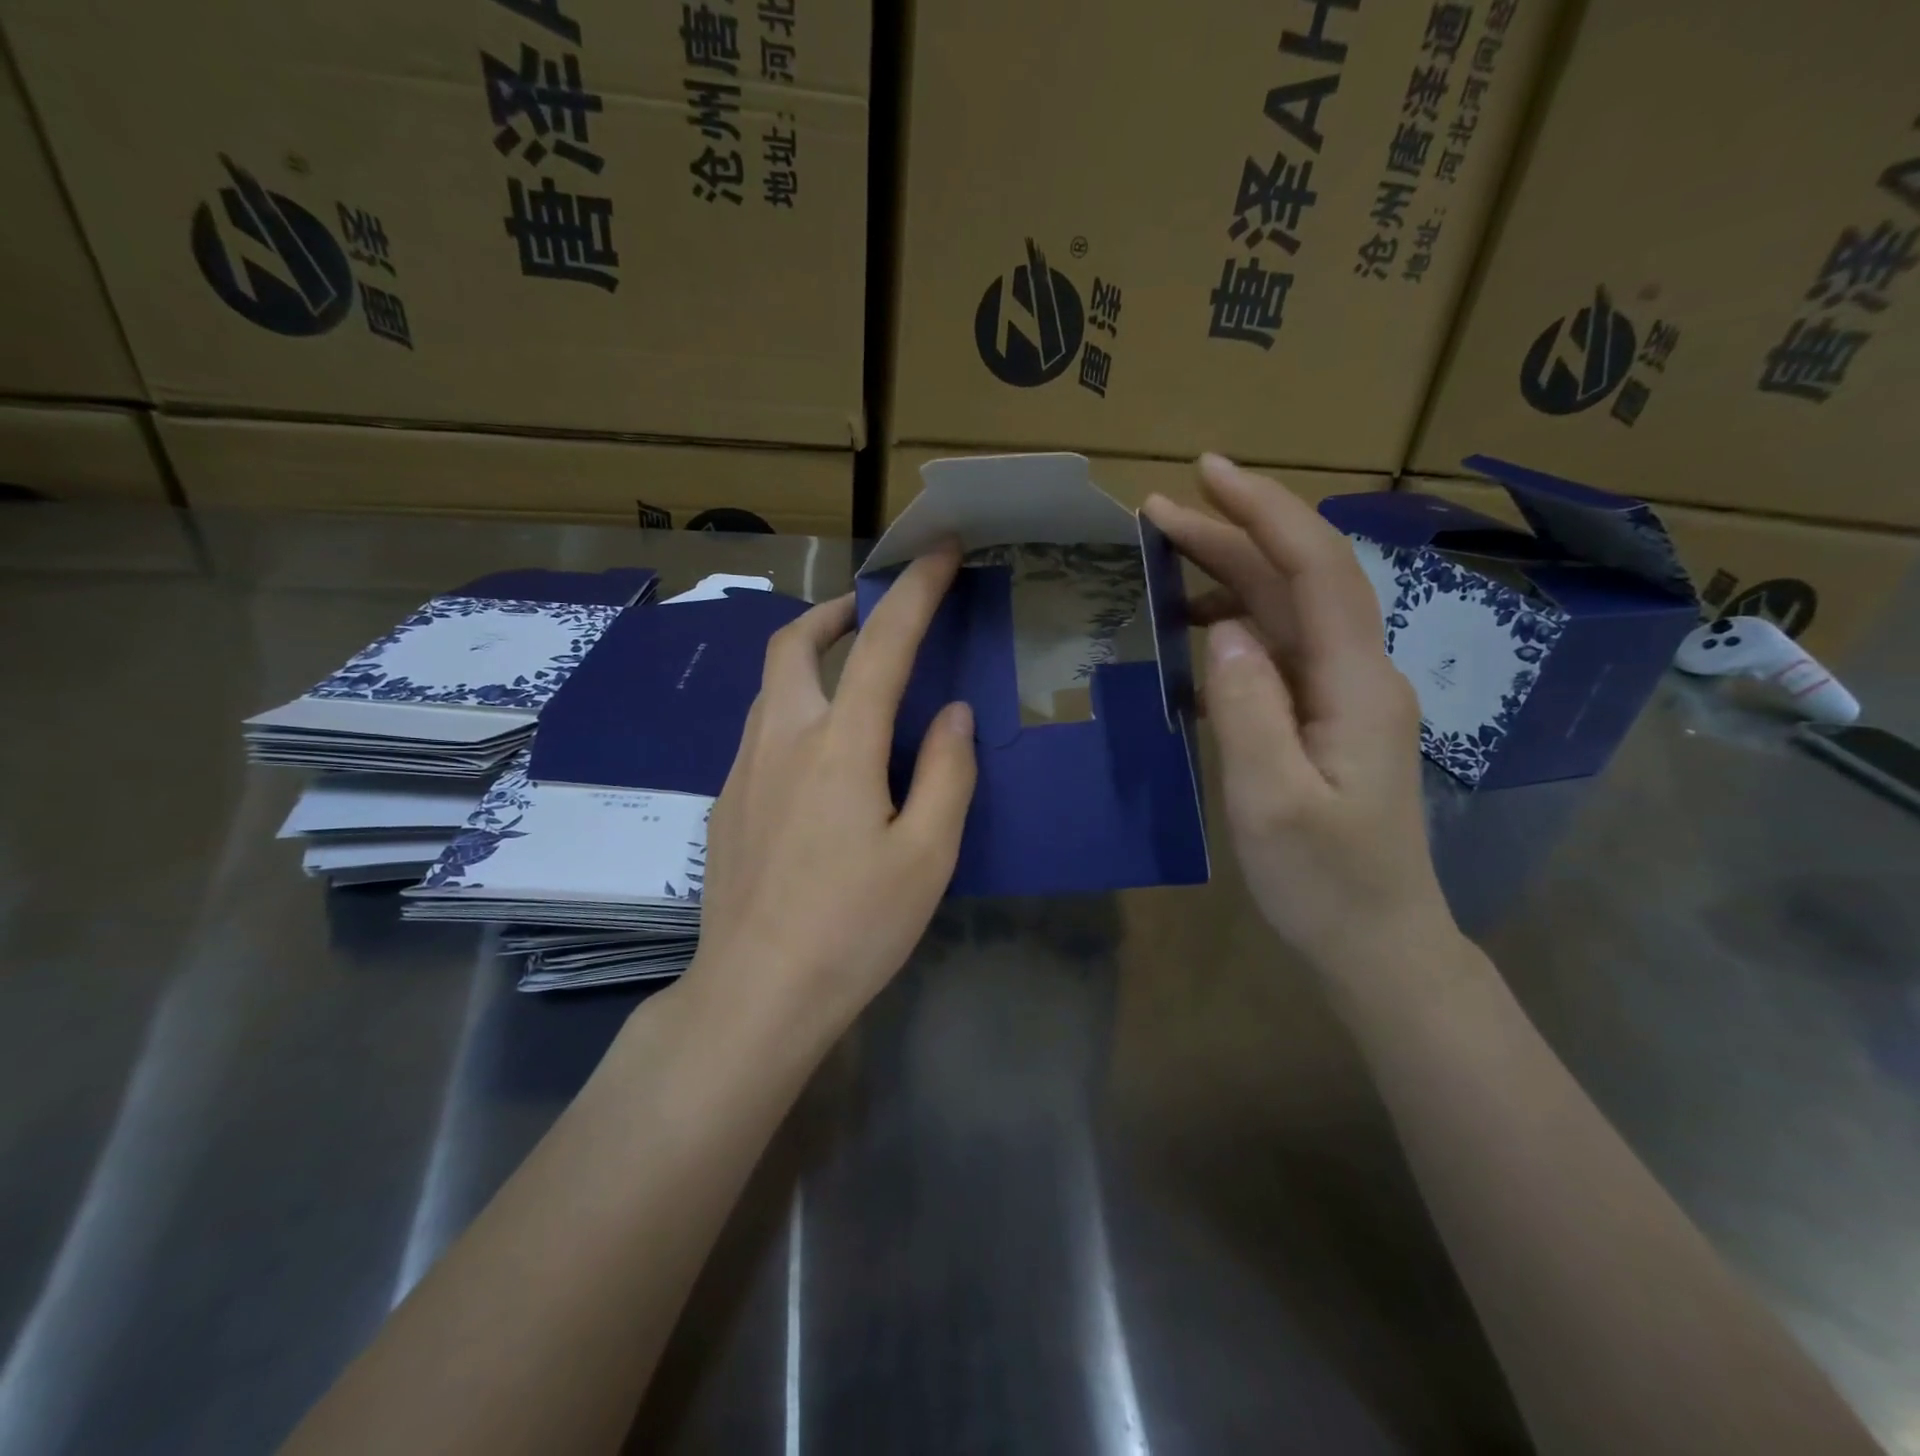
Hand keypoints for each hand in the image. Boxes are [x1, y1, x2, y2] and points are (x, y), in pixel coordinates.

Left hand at [683, 547, 977, 1043]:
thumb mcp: (927, 856)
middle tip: (871, 613)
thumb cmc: (854, 927)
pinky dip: (793, 710)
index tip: (940, 552)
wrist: (756, 993)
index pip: (881, 645)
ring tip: (851, 679)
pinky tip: (819, 758)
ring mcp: (742, 771)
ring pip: (770, 686)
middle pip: (793, 643)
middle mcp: (781, 740)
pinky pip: (760, 731)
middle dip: (835, 612)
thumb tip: (952, 714)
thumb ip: (947, 773)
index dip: (916, 592)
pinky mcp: (725, 803)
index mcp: (840, 747)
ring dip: (809, 660)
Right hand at [1143, 456, 1449, 970]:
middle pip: (1297, 580)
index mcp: (1354, 683)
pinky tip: (1193, 636)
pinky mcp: (1325, 720)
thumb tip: (1222, 631)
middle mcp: (1357, 674)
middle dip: (1231, 534)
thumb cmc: (1325, 881)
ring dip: (1229, 576)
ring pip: (1286, 612)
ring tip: (1164, 562)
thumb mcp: (1272, 799)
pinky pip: (1277, 652)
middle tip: (1156, 511)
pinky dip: (1232, 627)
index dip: (1265, 511)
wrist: (1378, 942)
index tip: (1206, 474)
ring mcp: (1343, 697)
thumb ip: (1247, 708)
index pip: (1314, 569)